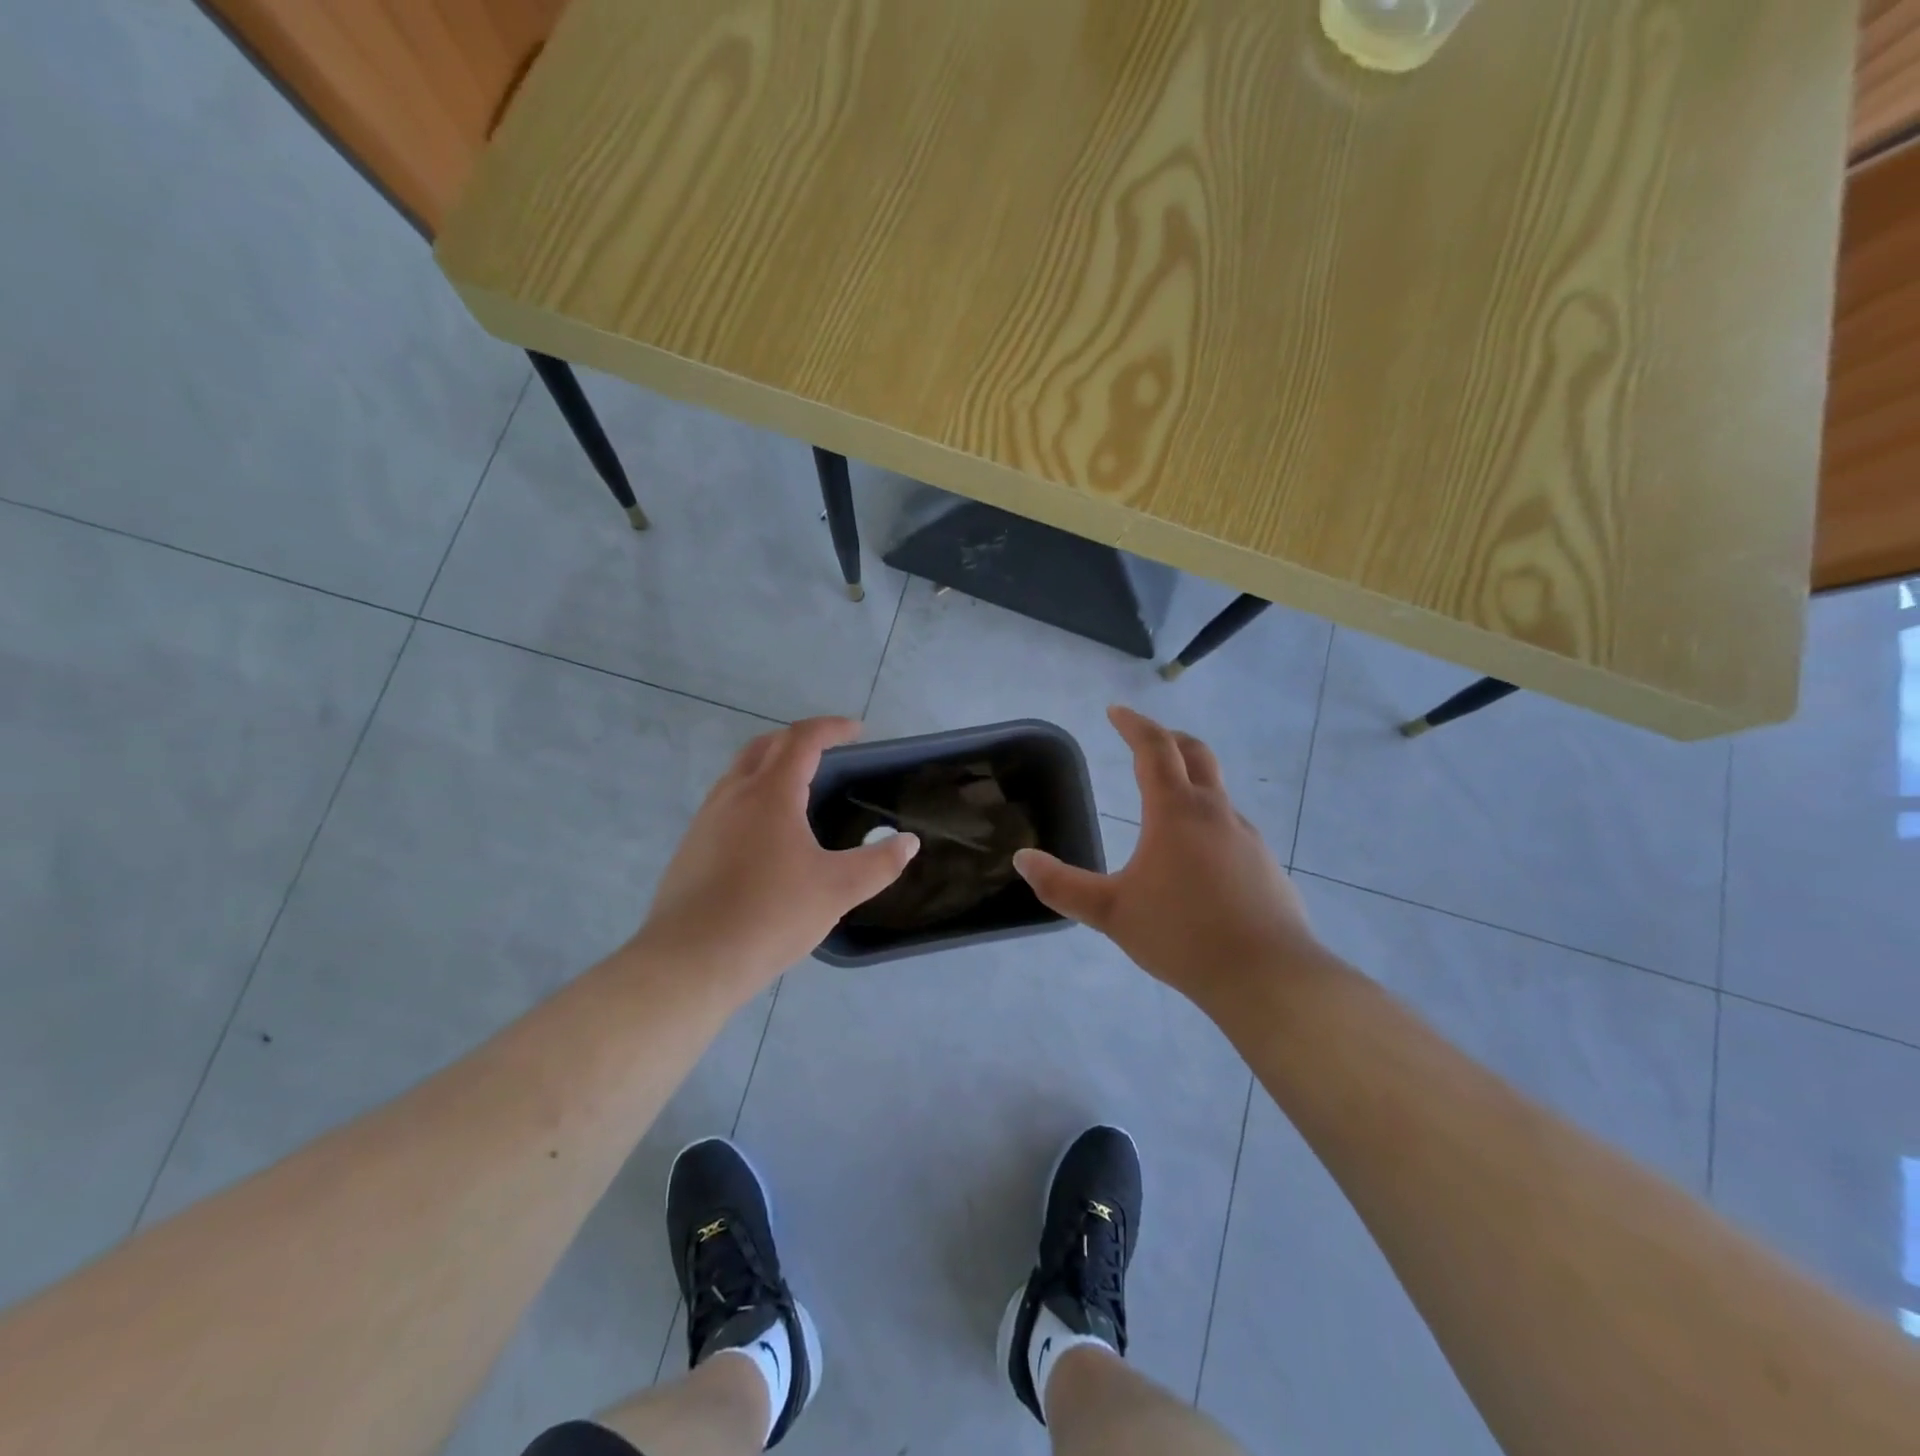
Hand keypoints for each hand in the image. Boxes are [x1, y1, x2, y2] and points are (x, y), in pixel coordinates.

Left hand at [633, 718, 919, 995]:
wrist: (691, 960)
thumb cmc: (771, 915)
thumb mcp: (837, 890)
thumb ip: (879, 863)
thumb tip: (909, 842)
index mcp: (771, 793)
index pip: (803, 739)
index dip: (832, 728)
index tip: (857, 731)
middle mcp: (734, 794)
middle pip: (765, 746)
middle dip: (798, 740)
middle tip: (826, 753)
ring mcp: (706, 820)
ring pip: (739, 774)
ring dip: (770, 766)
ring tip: (798, 791)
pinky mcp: (691, 847)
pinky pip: (726, 803)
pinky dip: (752, 797)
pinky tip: (766, 836)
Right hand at [1014, 706, 1316, 1012]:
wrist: (1267, 976)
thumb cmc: (1182, 935)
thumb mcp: (1111, 913)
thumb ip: (1062, 886)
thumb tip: (1022, 859)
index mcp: (1176, 812)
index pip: (1153, 749)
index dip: (1133, 724)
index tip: (1116, 711)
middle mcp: (1215, 813)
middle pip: (1195, 754)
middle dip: (1168, 739)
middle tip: (1145, 739)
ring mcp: (1247, 838)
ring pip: (1216, 792)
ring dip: (1190, 782)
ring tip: (1165, 805)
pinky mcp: (1266, 865)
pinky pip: (1231, 828)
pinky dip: (1208, 822)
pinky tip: (1197, 860)